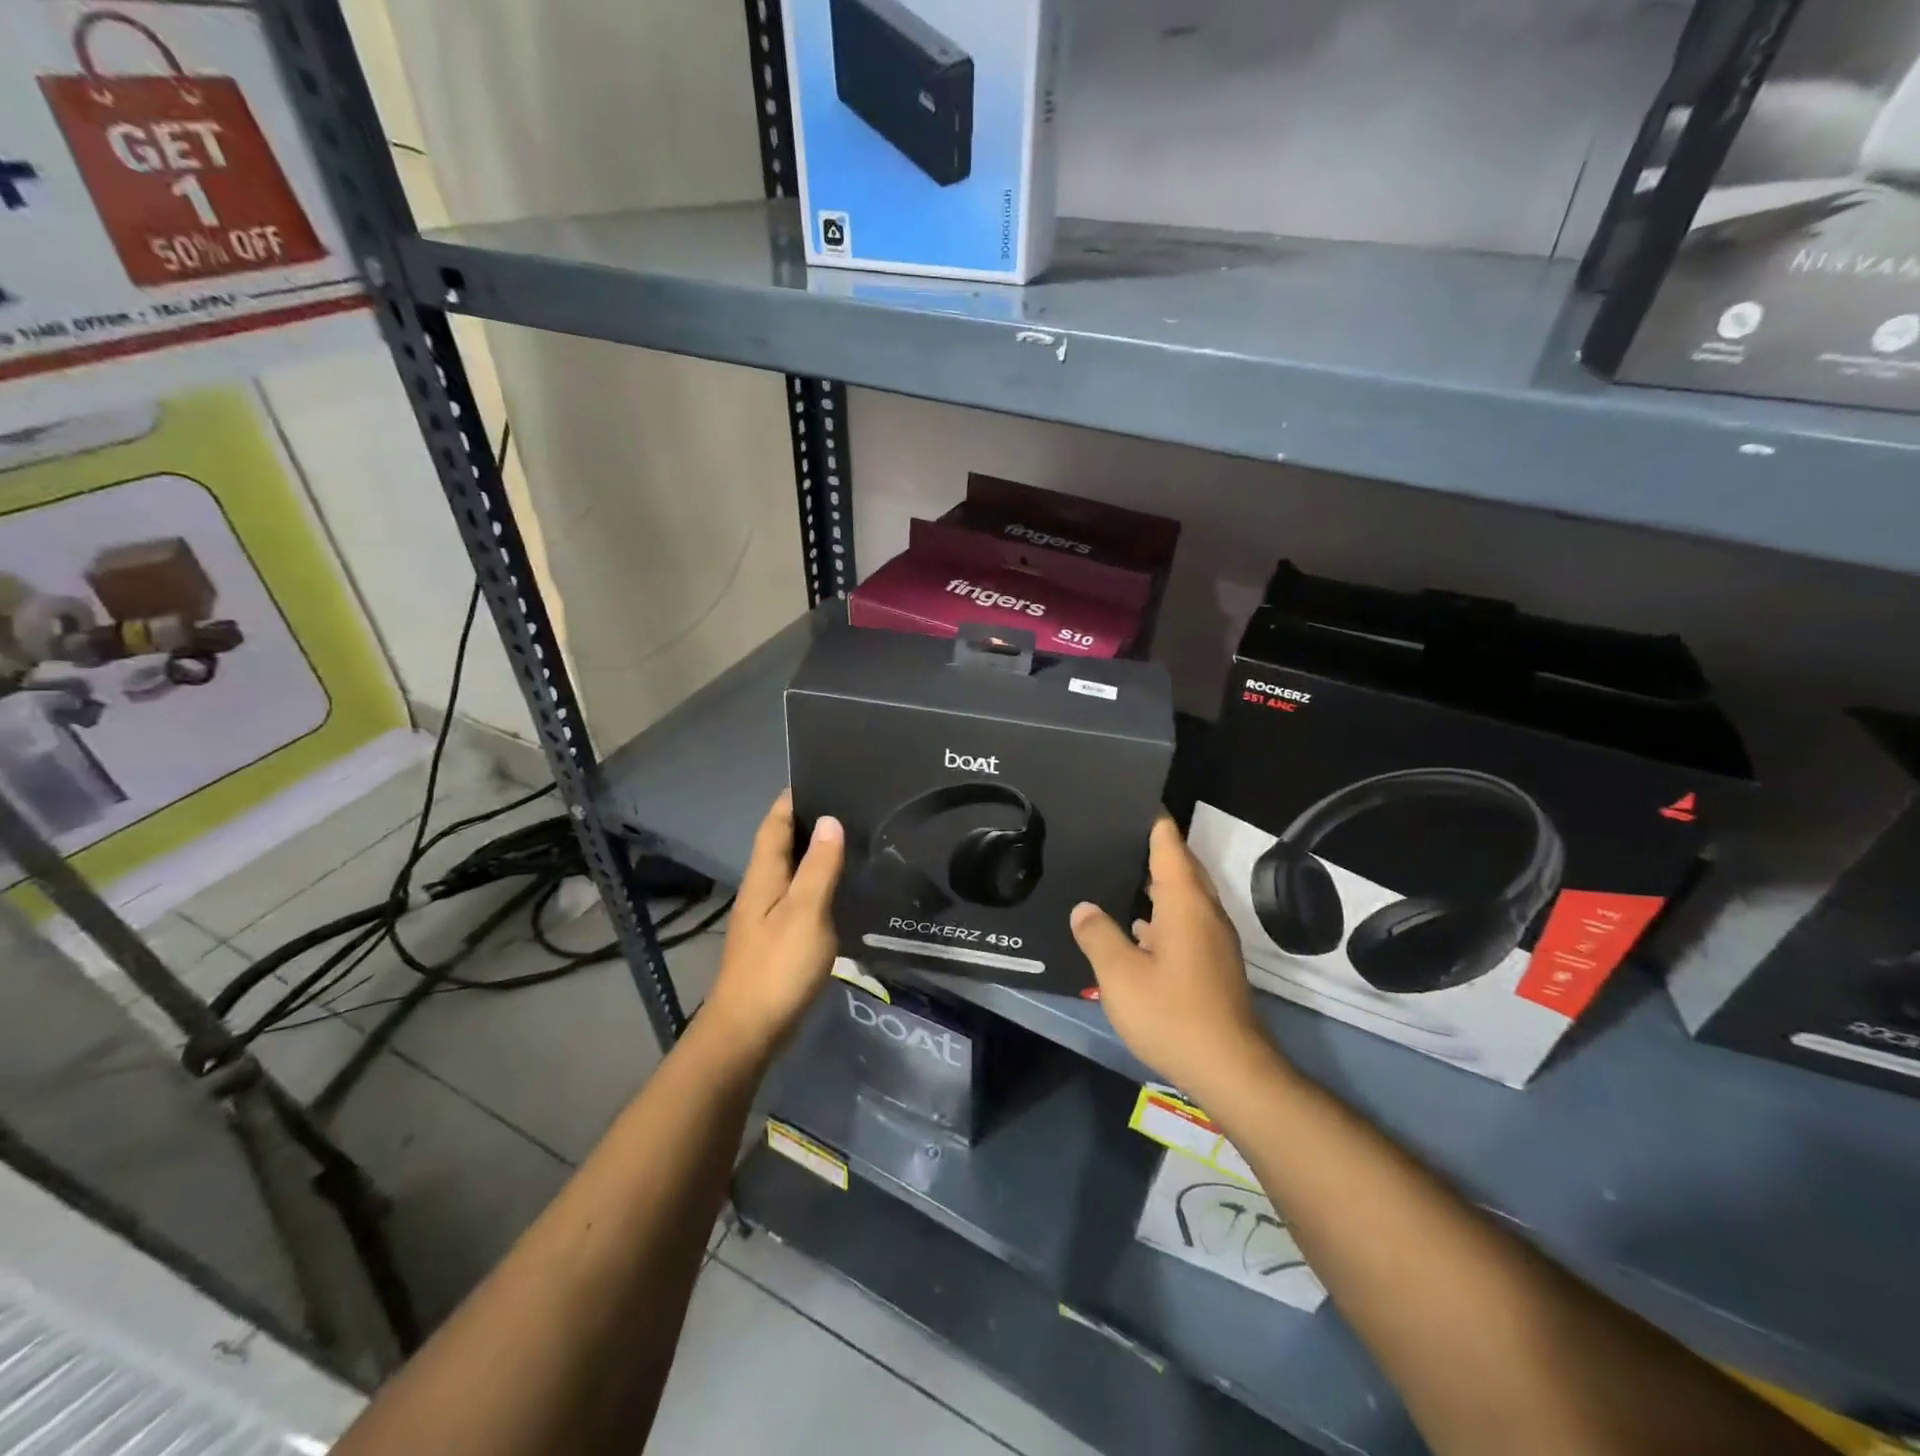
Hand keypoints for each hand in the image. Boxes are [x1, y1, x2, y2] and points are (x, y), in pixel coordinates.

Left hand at [702, 791, 844, 1057]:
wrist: (748, 1030)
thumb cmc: (777, 967)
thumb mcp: (805, 913)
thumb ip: (818, 867)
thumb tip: (829, 820)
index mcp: (763, 876)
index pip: (774, 824)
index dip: (792, 799)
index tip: (820, 776)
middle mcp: (761, 889)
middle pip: (781, 844)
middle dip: (807, 821)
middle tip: (849, 804)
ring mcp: (766, 916)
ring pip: (790, 871)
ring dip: (813, 852)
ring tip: (851, 838)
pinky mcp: (777, 939)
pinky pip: (798, 895)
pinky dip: (817, 882)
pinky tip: (840, 887)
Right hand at [1070, 813, 1278, 1098]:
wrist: (1230, 1069)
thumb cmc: (1172, 1014)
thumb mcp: (1120, 975)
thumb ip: (1098, 935)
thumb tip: (1084, 908)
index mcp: (1185, 903)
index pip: (1169, 845)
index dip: (1152, 820)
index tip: (1130, 800)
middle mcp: (1205, 913)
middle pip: (1181, 866)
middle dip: (1153, 847)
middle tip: (1115, 834)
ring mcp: (1213, 939)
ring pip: (1184, 896)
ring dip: (1157, 882)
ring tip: (1119, 872)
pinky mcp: (1213, 963)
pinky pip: (1185, 921)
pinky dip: (1162, 913)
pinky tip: (1136, 928)